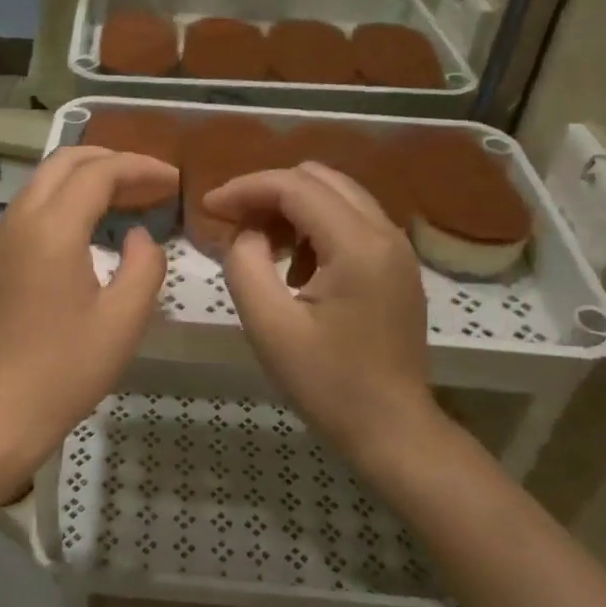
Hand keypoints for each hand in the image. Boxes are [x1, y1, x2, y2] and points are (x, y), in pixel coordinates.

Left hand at [0, 147, 174, 481]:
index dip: (140, 168)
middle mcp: (16, 221)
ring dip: (84, 183)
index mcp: (51, 229)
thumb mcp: (124, 319)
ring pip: (41, 186)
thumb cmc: (66, 370)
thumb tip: (139, 236)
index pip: (99, 173)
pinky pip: (27, 214)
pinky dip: (61, 206)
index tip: (173, 181)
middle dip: (110, 162)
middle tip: (149, 183)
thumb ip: (144, 265)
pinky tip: (86, 234)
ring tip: (125, 203)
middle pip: (63, 162)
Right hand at [206, 164, 431, 458]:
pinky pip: (351, 221)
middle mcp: (385, 232)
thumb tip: (247, 233)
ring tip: (260, 247)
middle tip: (233, 224)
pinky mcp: (398, 265)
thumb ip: (245, 264)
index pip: (295, 186)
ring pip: (337, 195)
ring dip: (292, 208)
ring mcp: (397, 248)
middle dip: (269, 192)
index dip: (245, 188)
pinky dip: (316, 226)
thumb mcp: (269, 325)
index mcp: (358, 245)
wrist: (391, 428)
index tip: (208, 207)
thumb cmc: (327, 383)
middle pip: (319, 178)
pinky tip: (296, 267)